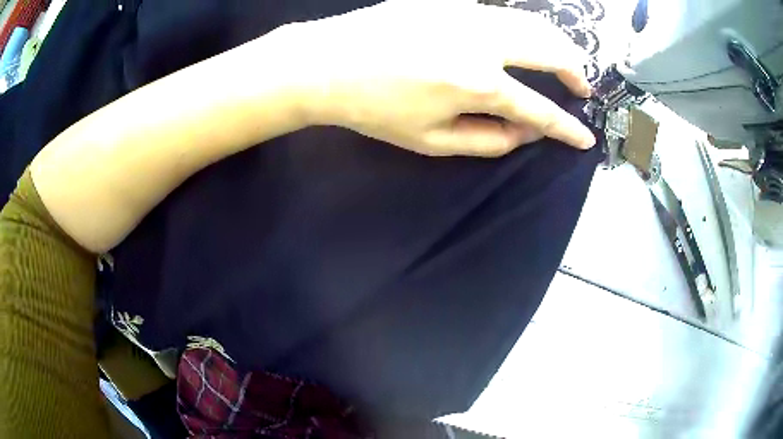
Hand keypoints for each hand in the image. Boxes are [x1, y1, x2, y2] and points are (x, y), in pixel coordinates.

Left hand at [283, 0, 595, 156]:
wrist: (327, 63)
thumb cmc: (375, 108)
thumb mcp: (432, 141)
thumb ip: (488, 140)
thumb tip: (525, 133)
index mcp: (479, 83)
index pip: (540, 110)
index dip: (566, 128)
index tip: (584, 136)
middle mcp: (483, 40)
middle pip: (551, 50)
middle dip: (575, 71)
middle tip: (581, 86)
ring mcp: (467, 12)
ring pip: (532, 22)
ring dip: (557, 44)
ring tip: (564, 61)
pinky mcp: (449, 0)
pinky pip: (502, 12)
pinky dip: (524, 27)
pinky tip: (522, 39)